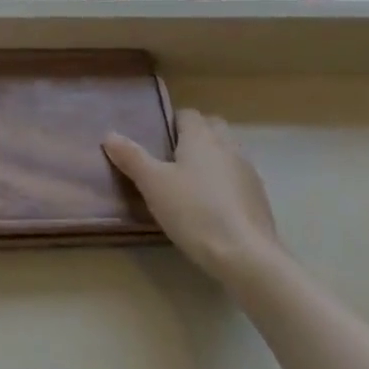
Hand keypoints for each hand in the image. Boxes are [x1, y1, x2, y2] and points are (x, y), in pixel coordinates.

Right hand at [103, 109, 281, 281]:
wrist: (245, 254)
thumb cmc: (193, 211)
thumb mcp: (153, 184)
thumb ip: (131, 157)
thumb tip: (109, 135)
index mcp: (201, 136)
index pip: (187, 114)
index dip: (171, 123)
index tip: (156, 142)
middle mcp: (228, 145)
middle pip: (211, 127)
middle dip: (194, 136)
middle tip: (171, 160)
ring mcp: (247, 170)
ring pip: (227, 152)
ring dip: (211, 159)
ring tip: (190, 184)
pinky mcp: (258, 196)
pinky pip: (237, 177)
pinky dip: (225, 183)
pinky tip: (211, 206)